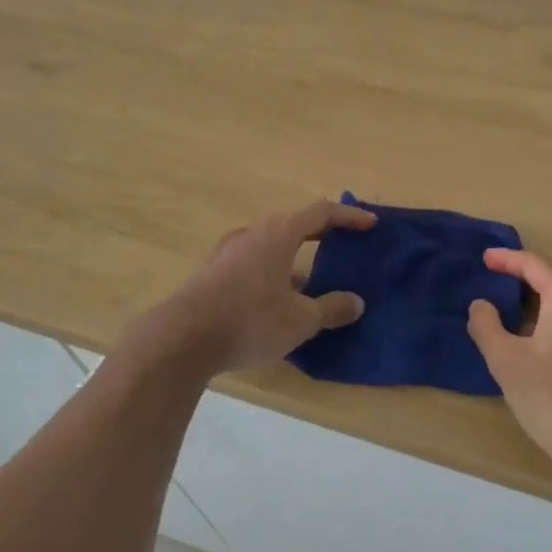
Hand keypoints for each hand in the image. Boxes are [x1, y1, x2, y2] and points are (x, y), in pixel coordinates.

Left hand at [130, 199, 376, 375]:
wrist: (181, 339)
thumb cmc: (250, 321)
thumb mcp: (300, 320)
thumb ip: (331, 308)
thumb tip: (355, 302)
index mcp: (279, 234)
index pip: (321, 212)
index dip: (349, 217)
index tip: (370, 225)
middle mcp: (253, 234)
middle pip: (294, 224)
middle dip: (321, 234)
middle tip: (343, 247)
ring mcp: (228, 252)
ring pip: (271, 245)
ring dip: (295, 257)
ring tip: (312, 282)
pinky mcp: (212, 273)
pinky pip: (252, 263)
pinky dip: (273, 272)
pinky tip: (277, 301)